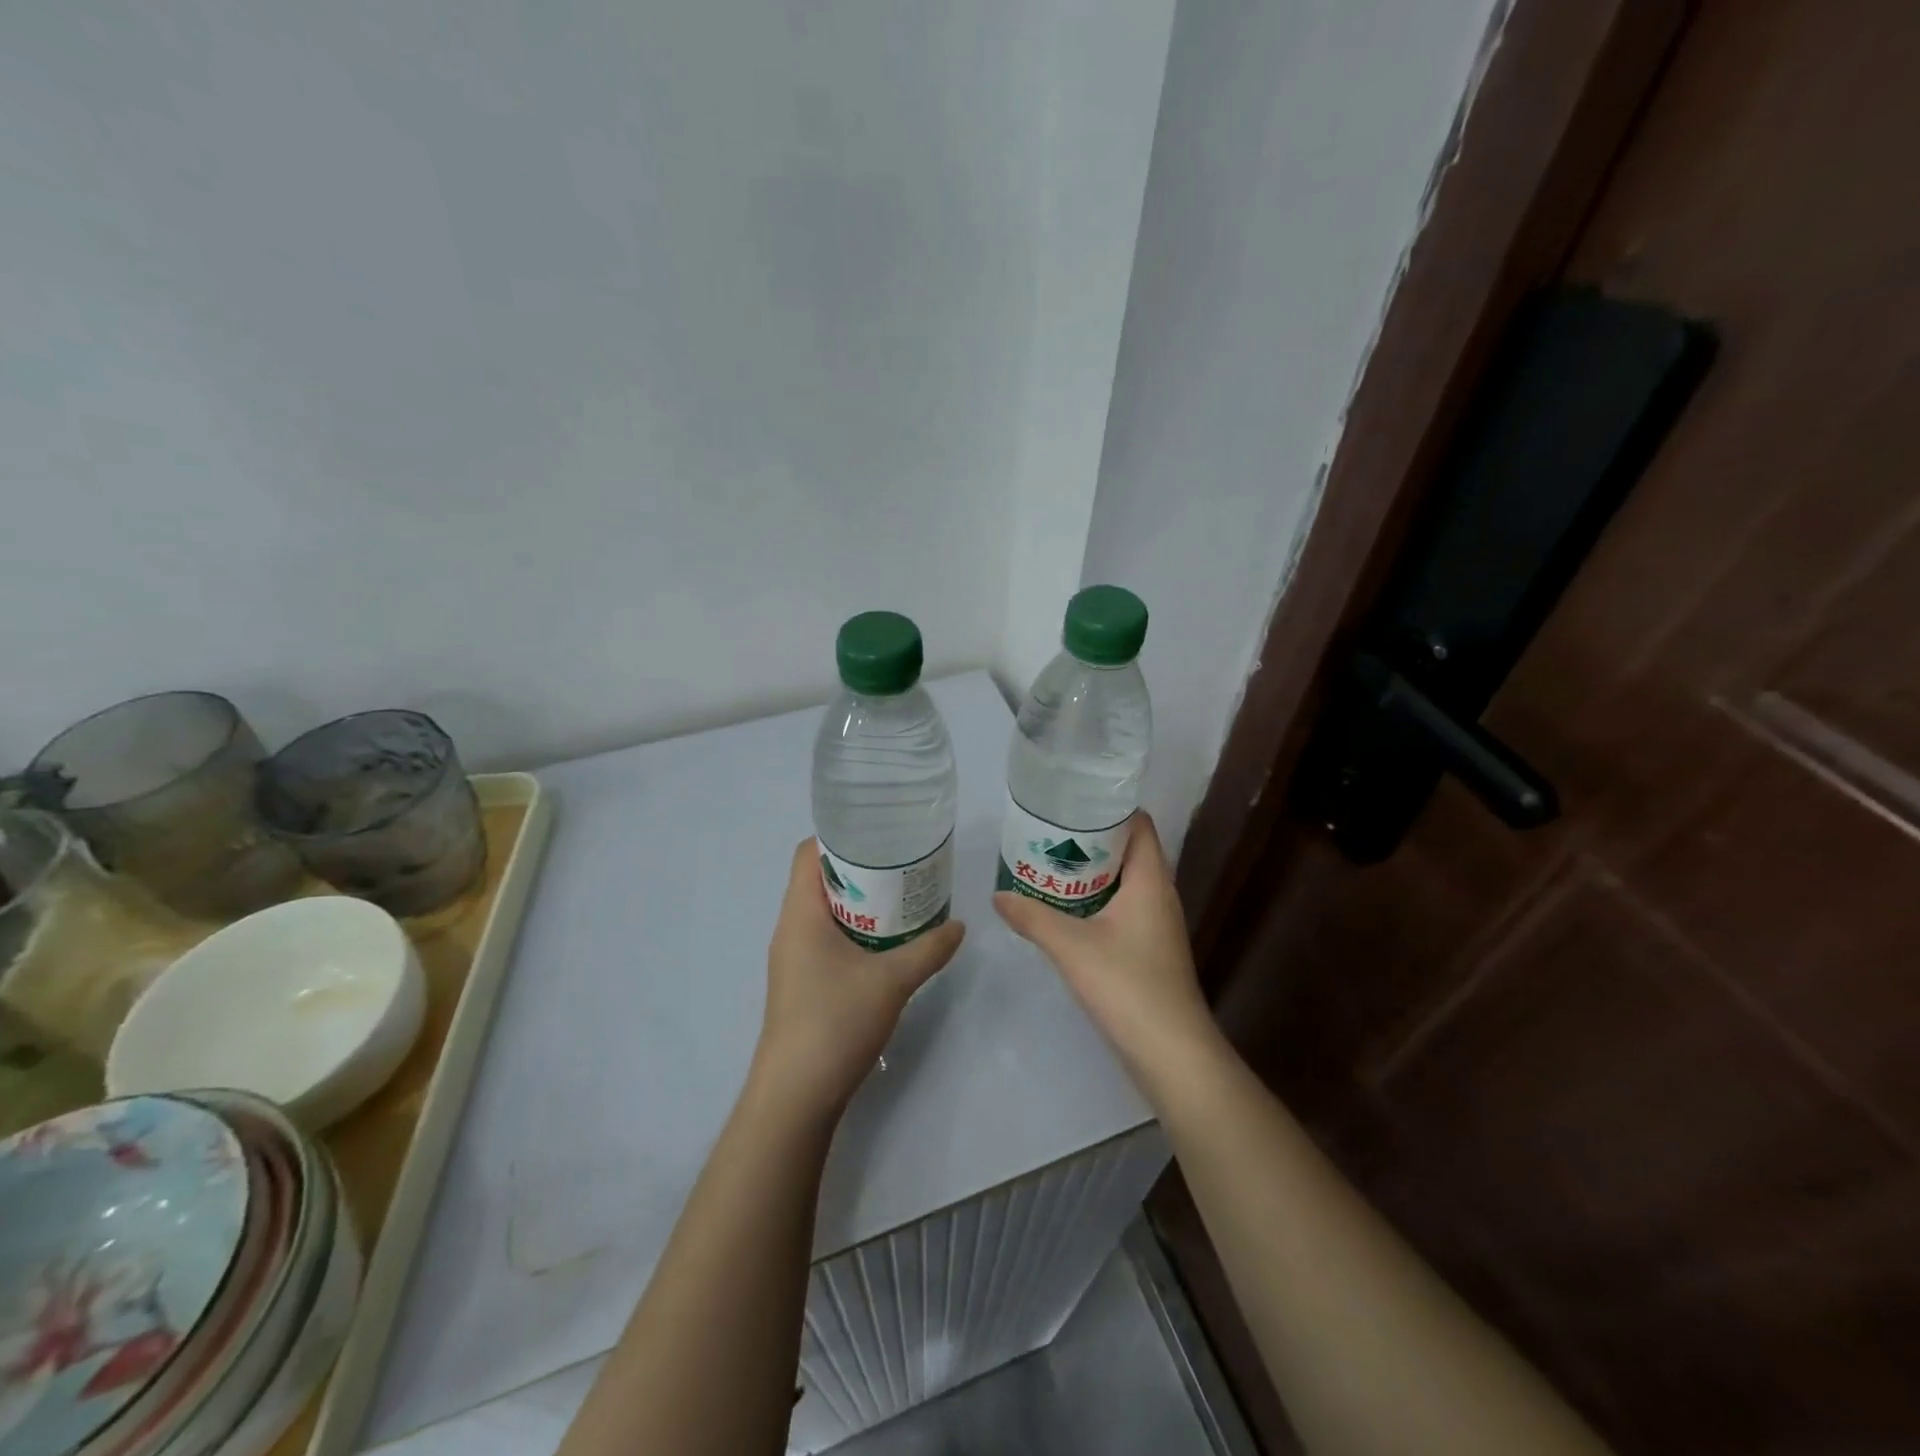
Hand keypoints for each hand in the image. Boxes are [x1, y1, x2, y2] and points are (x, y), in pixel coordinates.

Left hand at [751, 838, 965, 1120]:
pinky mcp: (801, 983)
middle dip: (860, 869)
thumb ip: (929, 949)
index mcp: (801, 913)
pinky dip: (854, 931)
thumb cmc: (835, 1022)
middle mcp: (790, 928)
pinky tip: (886, 943)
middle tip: (903, 865)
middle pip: (819, 879)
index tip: (880, 834)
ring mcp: (793, 958)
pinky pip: (826, 938)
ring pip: (824, 912)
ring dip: (859, 902)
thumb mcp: (892, 981)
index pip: (808, 853)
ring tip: (900, 899)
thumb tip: (959, 926)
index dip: (840, 836)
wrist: (796, 1095)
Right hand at [993, 813, 1221, 1089]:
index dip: (1108, 806)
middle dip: (1089, 839)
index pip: (1138, 823)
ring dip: (1089, 873)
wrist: (1172, 1053)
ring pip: (1122, 882)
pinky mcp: (1149, 949)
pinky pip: (1121, 908)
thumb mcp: (1072, 947)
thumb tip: (998, 895)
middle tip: (1046, 832)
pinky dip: (1094, 901)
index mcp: (1151, 880)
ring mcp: (1156, 924)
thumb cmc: (1128, 986)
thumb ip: (1033, 917)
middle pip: (1127, 850)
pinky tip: (1063, 910)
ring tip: (1048, 864)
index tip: (1069, 801)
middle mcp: (1159, 895)